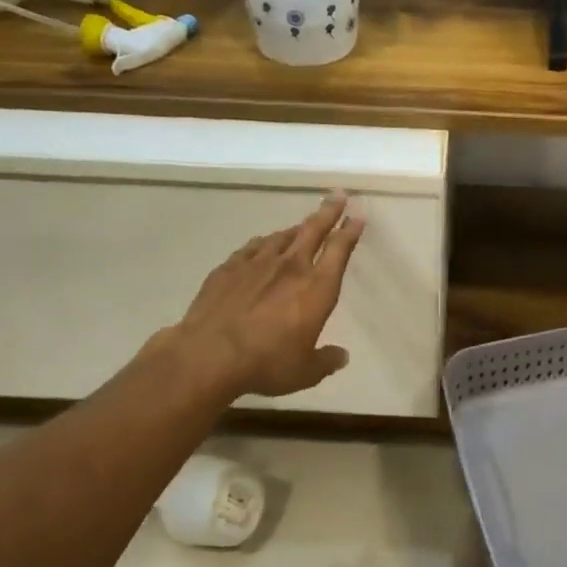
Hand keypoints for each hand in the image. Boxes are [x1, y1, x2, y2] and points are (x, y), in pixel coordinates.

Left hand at [173, 192, 365, 398]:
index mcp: (317, 288)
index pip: (339, 250)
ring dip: (296, 228)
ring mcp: (256, 264)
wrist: (209, 355)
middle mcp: (290, 268)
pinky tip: (264, 244)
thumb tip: (341, 356)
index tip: (358, 216)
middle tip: (338, 195)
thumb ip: (325, 360)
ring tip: (303, 225)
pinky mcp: (229, 268)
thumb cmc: (267, 363)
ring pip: (282, 236)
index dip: (350, 231)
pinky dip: (264, 243)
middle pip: (313, 230)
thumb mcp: (305, 371)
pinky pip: (253, 248)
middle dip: (328, 211)